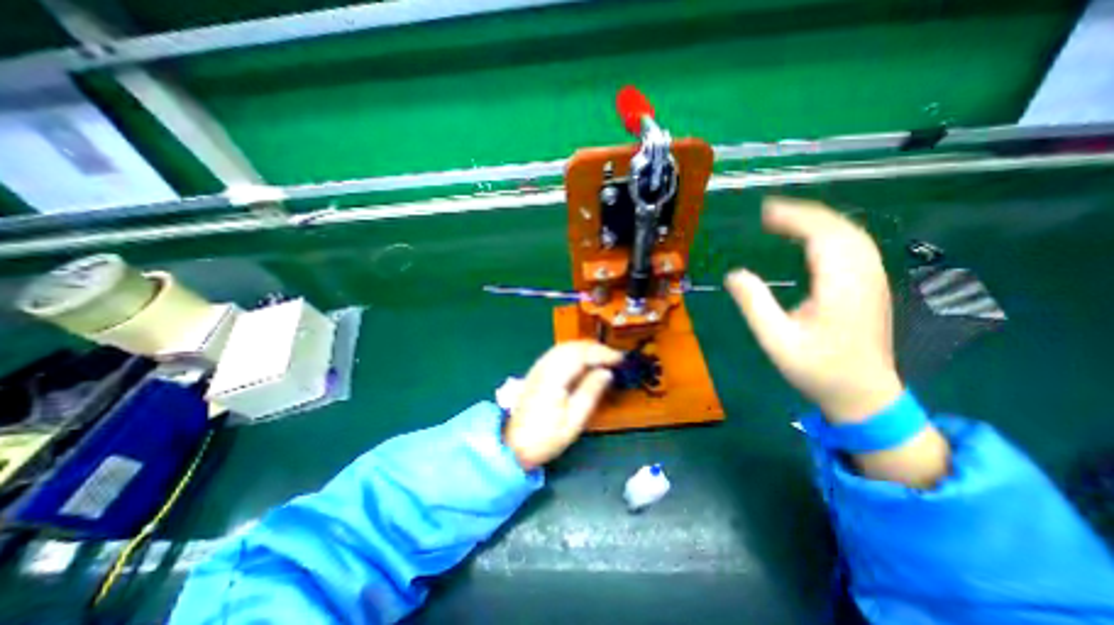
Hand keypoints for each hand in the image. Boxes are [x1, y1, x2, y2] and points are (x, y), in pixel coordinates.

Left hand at [504, 342, 621, 467]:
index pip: (581, 354)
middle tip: (614, 359)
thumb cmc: (545, 438)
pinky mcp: (536, 371)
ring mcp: (538, 367)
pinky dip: (574, 353)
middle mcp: (544, 367)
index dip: (602, 353)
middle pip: (572, 346)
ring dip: (585, 349)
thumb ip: (590, 393)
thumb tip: (606, 372)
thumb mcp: (574, 421)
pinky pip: (558, 353)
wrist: (513, 446)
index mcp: (553, 378)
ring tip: (602, 359)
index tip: (620, 359)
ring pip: (564, 347)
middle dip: (595, 348)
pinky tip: (583, 362)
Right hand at [727, 198, 951, 486]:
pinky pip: (854, 247)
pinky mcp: (871, 287)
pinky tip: (812, 238)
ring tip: (785, 219)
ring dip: (819, 220)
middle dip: (805, 214)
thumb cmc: (816, 370)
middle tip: (769, 212)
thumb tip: (734, 274)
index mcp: (841, 288)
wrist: (864, 395)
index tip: (764, 212)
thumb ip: (755, 305)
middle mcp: (863, 277)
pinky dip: (831, 233)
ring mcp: (872, 281)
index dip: (795, 218)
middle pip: (841, 229)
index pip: (823, 237)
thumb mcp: (776, 341)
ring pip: (852, 235)